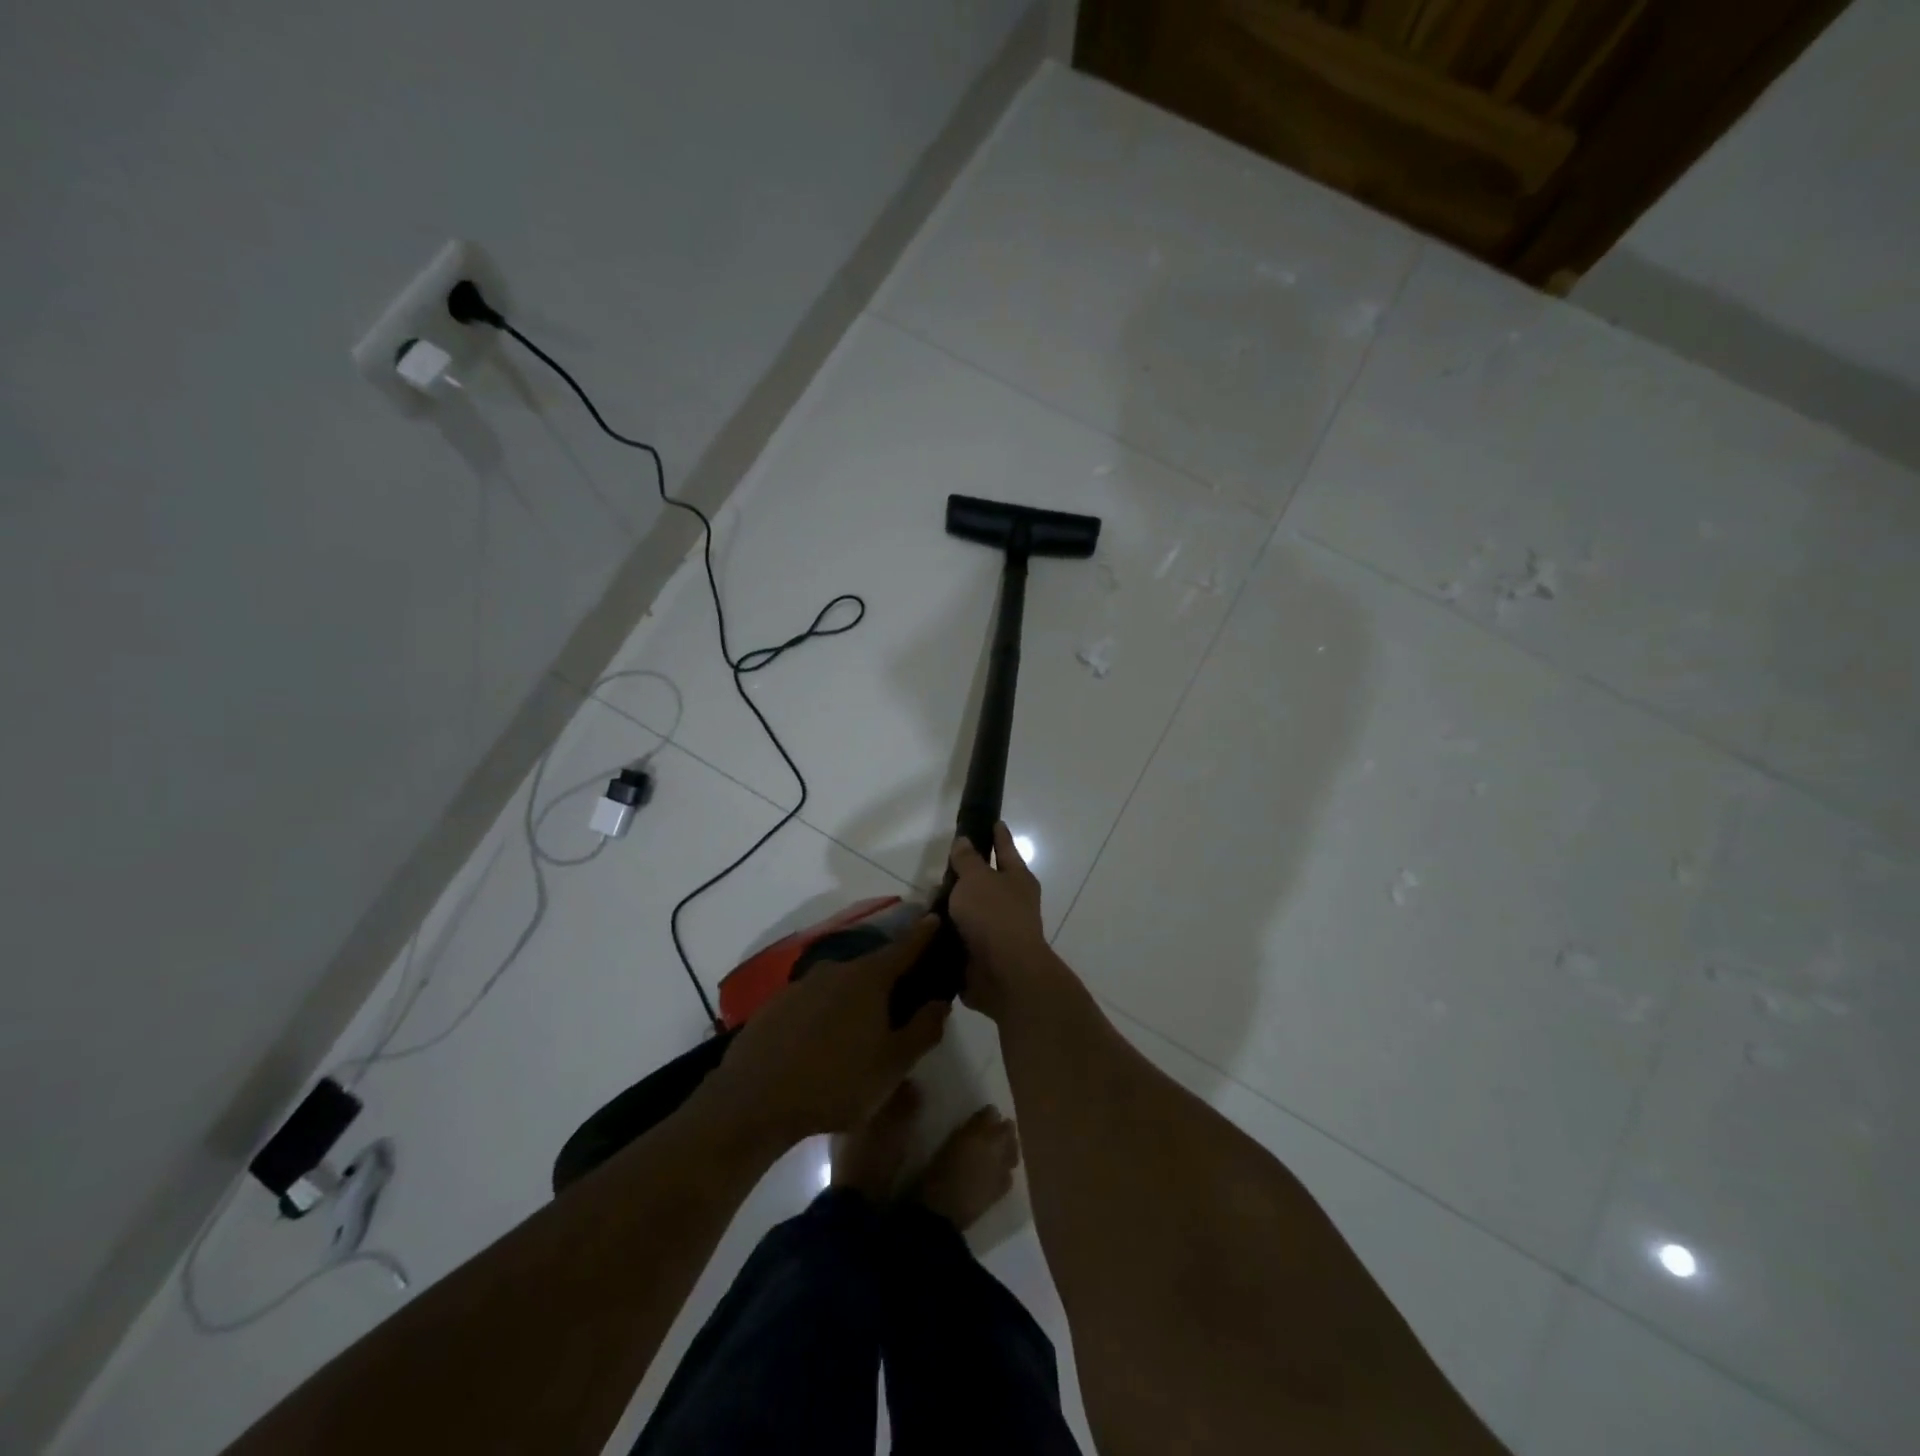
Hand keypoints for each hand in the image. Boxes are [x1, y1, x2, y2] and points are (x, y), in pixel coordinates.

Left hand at [704, 916, 948, 1142]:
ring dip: (854, 1000)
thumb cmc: (835, 1081)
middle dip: (888, 979)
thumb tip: (940, 1001)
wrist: (753, 1100)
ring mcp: (801, 985)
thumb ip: (923, 1030)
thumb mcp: (893, 1065)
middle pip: (871, 968)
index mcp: (869, 978)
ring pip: (839, 986)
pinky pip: (812, 1002)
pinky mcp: (775, 1004)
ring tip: (860, 1031)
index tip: (935, 918)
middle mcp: (836, 969)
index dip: (923, 934)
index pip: (904, 948)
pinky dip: (825, 1013)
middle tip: (901, 1002)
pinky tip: (822, 1043)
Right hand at [947, 823, 1050, 1021]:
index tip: (994, 821)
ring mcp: (1000, 932)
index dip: (998, 835)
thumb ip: (967, 860)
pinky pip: (962, 939)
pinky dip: (948, 935)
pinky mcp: (984, 957)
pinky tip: (928, 930)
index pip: (1006, 848)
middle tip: (944, 865)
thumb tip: (965, 842)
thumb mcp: (976, 879)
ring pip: (973, 912)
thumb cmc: (994, 916)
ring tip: (927, 901)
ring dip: (955, 909)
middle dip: (969, 875)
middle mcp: (1013, 903)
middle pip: (989, 882)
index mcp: (1018, 879)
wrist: (1005, 974)